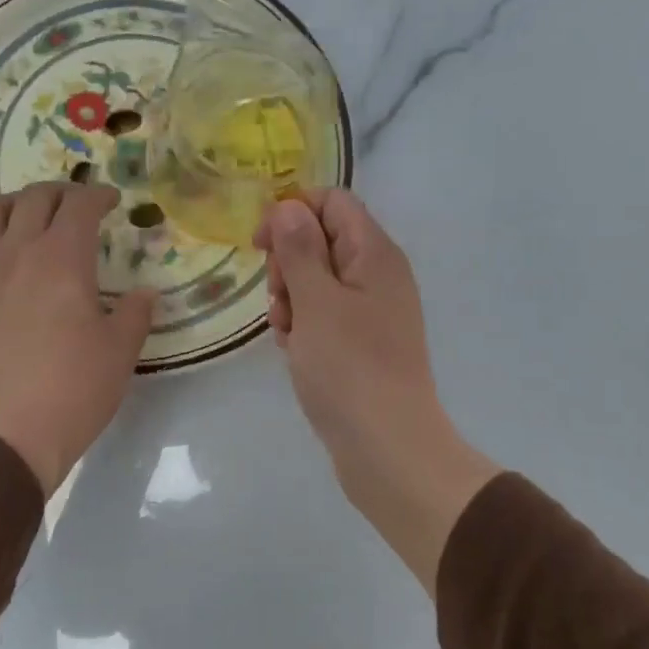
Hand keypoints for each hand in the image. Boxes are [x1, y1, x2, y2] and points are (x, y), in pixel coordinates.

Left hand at [0, 183, 154, 493]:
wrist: (2, 435)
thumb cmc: (72, 391)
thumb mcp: (120, 352)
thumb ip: (136, 314)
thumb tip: (144, 294)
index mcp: (62, 259)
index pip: (80, 205)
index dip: (99, 195)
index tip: (113, 200)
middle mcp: (15, 253)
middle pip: (34, 199)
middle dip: (61, 192)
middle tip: (77, 205)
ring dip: (15, 205)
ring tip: (30, 218)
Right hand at [255, 191, 498, 592]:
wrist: (386, 446)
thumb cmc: (349, 368)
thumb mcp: (316, 301)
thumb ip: (300, 249)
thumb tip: (290, 206)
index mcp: (375, 253)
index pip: (333, 202)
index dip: (292, 213)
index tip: (261, 246)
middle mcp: (379, 275)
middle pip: (322, 240)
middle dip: (288, 264)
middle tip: (279, 301)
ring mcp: (372, 312)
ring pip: (318, 282)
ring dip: (291, 299)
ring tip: (287, 335)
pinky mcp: (362, 344)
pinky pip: (325, 317)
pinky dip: (304, 327)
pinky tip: (294, 352)